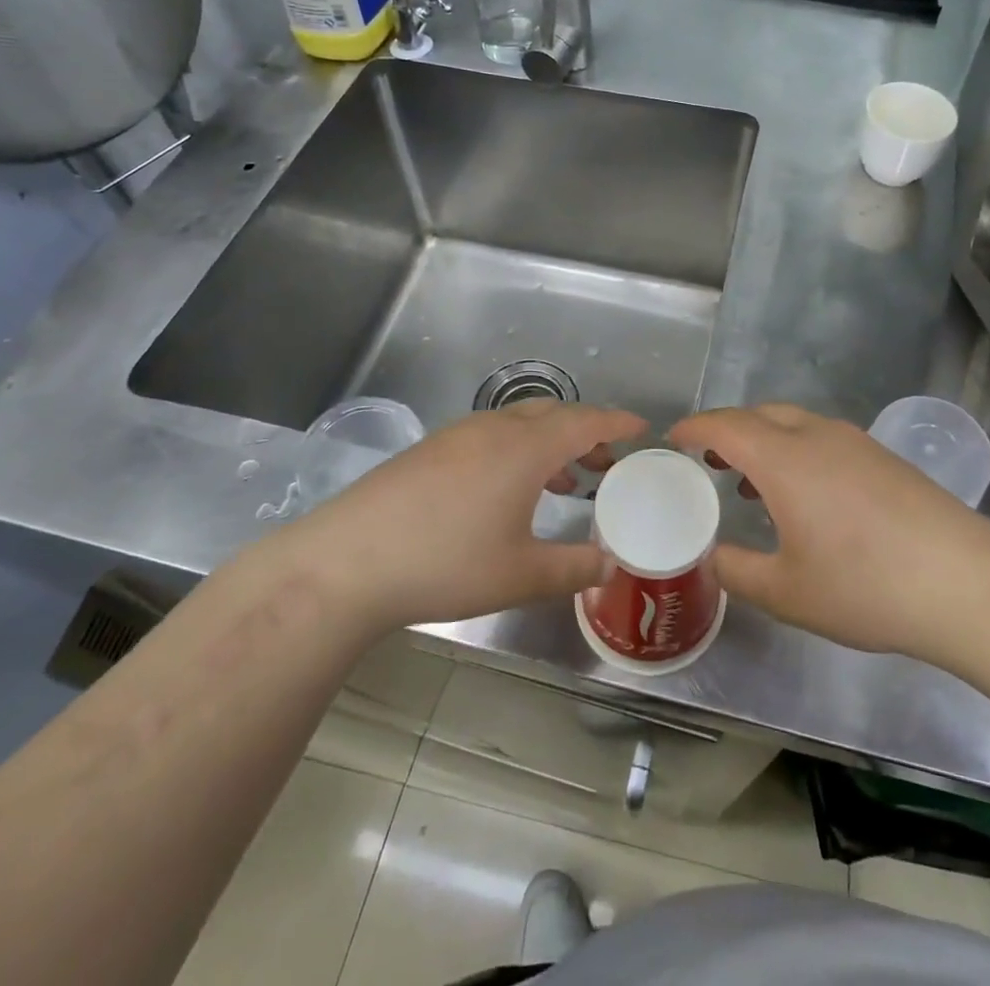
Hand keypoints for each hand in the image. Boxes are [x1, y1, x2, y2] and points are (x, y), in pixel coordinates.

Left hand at [297, 400, 645, 634]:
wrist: (347, 561)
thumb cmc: (445, 564)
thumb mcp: (520, 575)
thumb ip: (574, 568)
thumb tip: (611, 565)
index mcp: (525, 448)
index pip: (585, 421)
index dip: (617, 422)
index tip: (642, 428)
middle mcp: (495, 428)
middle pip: (553, 414)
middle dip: (586, 432)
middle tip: (607, 461)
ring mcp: (458, 435)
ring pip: (520, 424)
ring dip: (550, 442)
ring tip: (566, 479)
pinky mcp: (431, 449)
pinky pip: (492, 435)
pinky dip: (518, 450)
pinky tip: (509, 490)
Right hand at [669, 404, 989, 657]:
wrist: (962, 581)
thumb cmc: (864, 585)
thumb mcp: (787, 592)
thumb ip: (737, 571)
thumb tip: (711, 557)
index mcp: (784, 458)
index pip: (725, 425)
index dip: (694, 427)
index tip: (673, 438)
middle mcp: (816, 436)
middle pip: (759, 414)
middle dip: (727, 429)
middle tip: (707, 459)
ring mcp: (854, 442)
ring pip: (794, 422)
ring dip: (764, 439)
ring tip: (750, 479)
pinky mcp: (882, 456)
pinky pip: (822, 437)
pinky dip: (795, 449)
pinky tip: (804, 493)